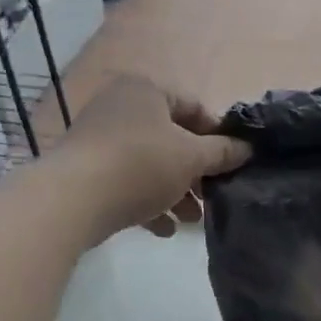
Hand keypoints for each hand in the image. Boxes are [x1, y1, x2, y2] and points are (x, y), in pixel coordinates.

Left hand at [55, 76, 250, 239]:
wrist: (74, 199)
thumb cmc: (141, 165)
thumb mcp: (191, 158)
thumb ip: (222, 153)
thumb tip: (246, 149)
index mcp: (146, 91)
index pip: (193, 107)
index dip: (217, 136)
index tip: (231, 164)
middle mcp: (120, 107)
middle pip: (171, 140)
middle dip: (195, 173)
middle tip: (212, 198)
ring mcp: (100, 139)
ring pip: (150, 165)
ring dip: (175, 192)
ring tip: (192, 221)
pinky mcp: (88, 171)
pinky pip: (127, 183)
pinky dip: (148, 203)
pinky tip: (164, 229)